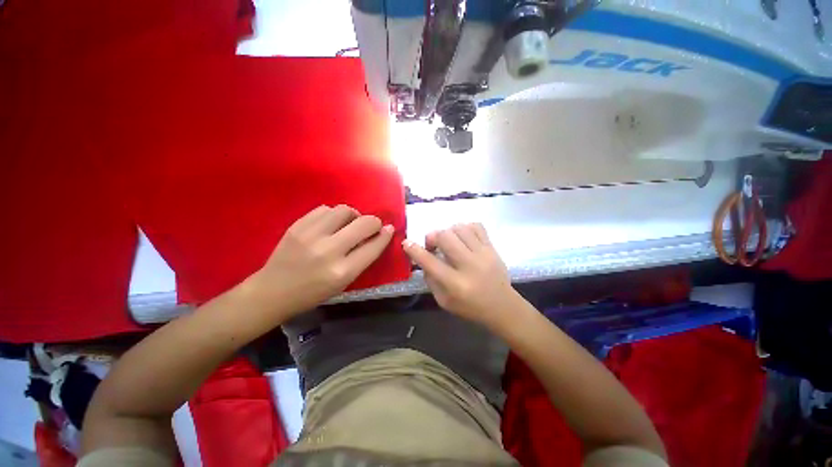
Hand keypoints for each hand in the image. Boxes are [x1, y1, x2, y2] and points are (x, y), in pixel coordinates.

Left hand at [251, 205, 393, 317]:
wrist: (272, 291)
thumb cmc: (313, 293)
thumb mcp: (344, 283)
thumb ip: (362, 259)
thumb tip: (379, 235)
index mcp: (342, 272)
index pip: (373, 246)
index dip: (385, 235)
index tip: (389, 229)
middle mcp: (329, 251)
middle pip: (363, 223)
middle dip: (374, 222)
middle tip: (371, 226)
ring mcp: (311, 235)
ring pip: (344, 210)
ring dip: (353, 216)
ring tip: (348, 225)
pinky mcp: (297, 225)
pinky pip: (325, 209)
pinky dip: (333, 215)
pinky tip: (331, 224)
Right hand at [402, 223, 520, 330]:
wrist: (503, 307)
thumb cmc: (470, 307)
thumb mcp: (444, 301)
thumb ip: (431, 280)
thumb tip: (424, 259)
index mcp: (455, 284)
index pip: (430, 262)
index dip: (414, 250)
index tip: (406, 243)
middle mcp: (469, 266)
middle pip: (445, 237)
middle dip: (432, 237)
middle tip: (433, 245)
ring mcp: (483, 254)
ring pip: (459, 228)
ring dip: (448, 232)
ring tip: (449, 241)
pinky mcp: (492, 248)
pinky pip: (476, 226)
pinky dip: (465, 228)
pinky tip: (463, 237)